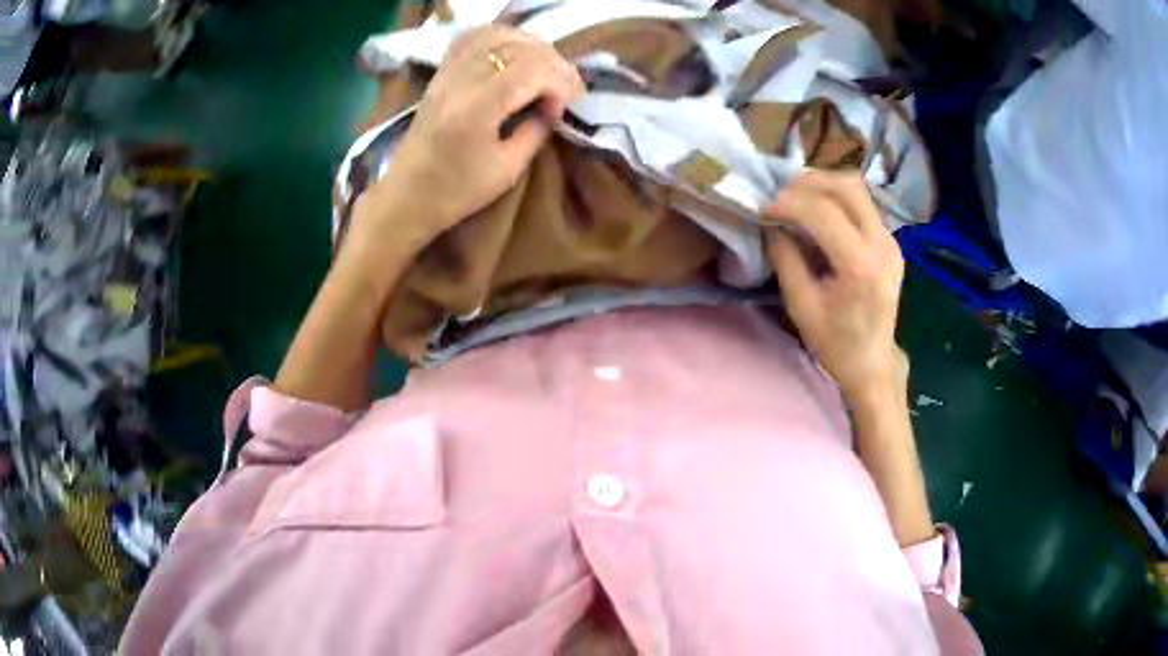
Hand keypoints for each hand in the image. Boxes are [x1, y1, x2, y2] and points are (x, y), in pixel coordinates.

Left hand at [368, 26, 584, 235]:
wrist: (407, 195)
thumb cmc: (456, 191)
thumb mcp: (507, 170)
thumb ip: (536, 131)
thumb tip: (553, 106)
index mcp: (477, 108)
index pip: (532, 69)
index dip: (559, 82)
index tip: (562, 108)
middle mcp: (461, 80)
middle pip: (519, 47)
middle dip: (552, 63)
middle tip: (563, 89)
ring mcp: (448, 72)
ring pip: (499, 35)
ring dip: (531, 46)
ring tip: (544, 69)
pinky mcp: (441, 72)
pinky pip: (475, 37)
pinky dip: (502, 38)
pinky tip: (515, 53)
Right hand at [766, 172, 907, 403]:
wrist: (872, 362)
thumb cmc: (834, 343)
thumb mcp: (801, 305)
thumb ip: (785, 257)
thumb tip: (771, 223)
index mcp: (859, 266)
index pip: (823, 211)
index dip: (789, 201)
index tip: (764, 207)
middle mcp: (882, 245)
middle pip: (847, 186)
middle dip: (809, 182)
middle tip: (782, 194)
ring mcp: (891, 241)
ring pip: (858, 189)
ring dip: (824, 185)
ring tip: (797, 197)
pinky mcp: (891, 241)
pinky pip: (863, 205)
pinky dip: (837, 198)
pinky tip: (819, 212)